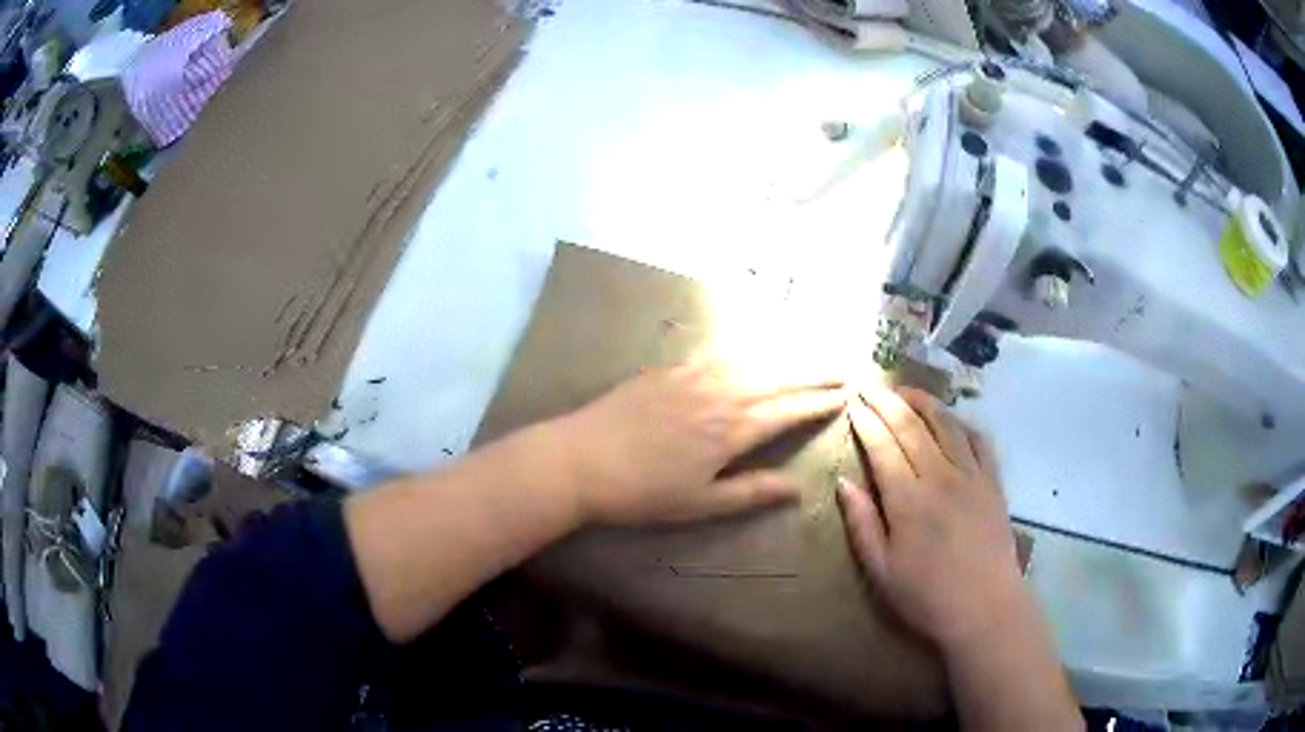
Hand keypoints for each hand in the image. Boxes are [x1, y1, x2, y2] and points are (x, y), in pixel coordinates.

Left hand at [557, 361, 844, 524]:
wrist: (580, 459)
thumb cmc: (642, 492)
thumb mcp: (701, 504)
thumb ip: (752, 492)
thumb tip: (798, 489)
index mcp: (733, 430)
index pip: (788, 411)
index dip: (818, 404)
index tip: (844, 396)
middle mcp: (721, 394)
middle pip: (778, 379)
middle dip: (814, 373)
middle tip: (843, 367)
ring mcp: (694, 376)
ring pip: (752, 360)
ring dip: (786, 357)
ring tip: (811, 354)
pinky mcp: (670, 368)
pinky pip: (718, 352)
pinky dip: (745, 349)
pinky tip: (754, 349)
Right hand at [837, 387, 1027, 652]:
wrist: (985, 608)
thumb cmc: (926, 596)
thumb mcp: (881, 570)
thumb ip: (862, 523)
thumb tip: (844, 483)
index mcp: (908, 500)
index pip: (883, 447)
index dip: (866, 422)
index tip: (852, 404)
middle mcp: (940, 477)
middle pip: (911, 427)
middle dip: (888, 402)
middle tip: (870, 385)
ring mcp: (972, 476)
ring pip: (946, 425)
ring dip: (924, 403)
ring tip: (906, 391)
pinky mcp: (994, 483)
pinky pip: (979, 441)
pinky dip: (963, 424)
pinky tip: (952, 421)